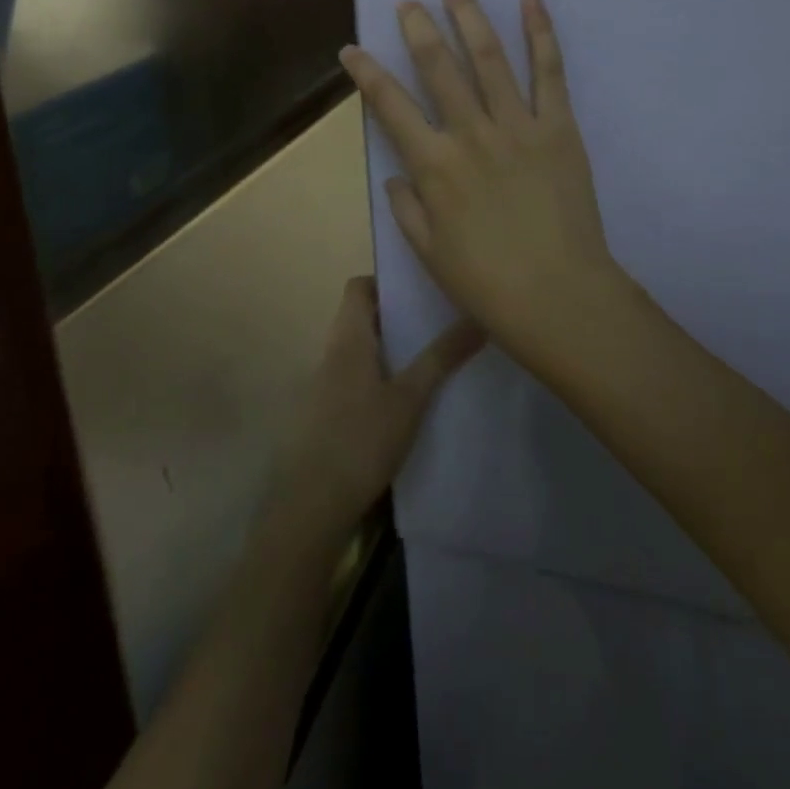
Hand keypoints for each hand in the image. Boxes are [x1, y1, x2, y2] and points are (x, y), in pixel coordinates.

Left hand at [272, 277, 483, 534]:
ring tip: (426, 361)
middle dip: (395, 318)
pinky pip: (351, 380)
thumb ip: (441, 358)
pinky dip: (375, 379)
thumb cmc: (361, 440)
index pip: (358, 288)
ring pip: (357, 351)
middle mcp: (330, 354)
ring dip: (387, 350)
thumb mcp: (410, 399)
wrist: (311, 505)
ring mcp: (322, 386)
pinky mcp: (322, 416)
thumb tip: (478, 318)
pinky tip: (401, 404)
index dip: (386, 282)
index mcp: (347, 339)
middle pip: (360, 318)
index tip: (420, 292)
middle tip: (434, 325)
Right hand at [338, 0, 624, 357]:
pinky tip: (532, 2)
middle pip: (438, 67)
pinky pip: (549, 73)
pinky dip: (540, 34)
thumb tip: (395, 175)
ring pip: (489, 59)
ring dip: (470, 19)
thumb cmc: (487, 283)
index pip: (389, 106)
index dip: (366, 73)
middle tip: (409, 3)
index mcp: (433, 166)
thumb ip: (407, 208)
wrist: (560, 297)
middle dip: (418, 29)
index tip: (352, 49)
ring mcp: (517, 126)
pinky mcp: (559, 128)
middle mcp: (470, 134)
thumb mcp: (429, 253)